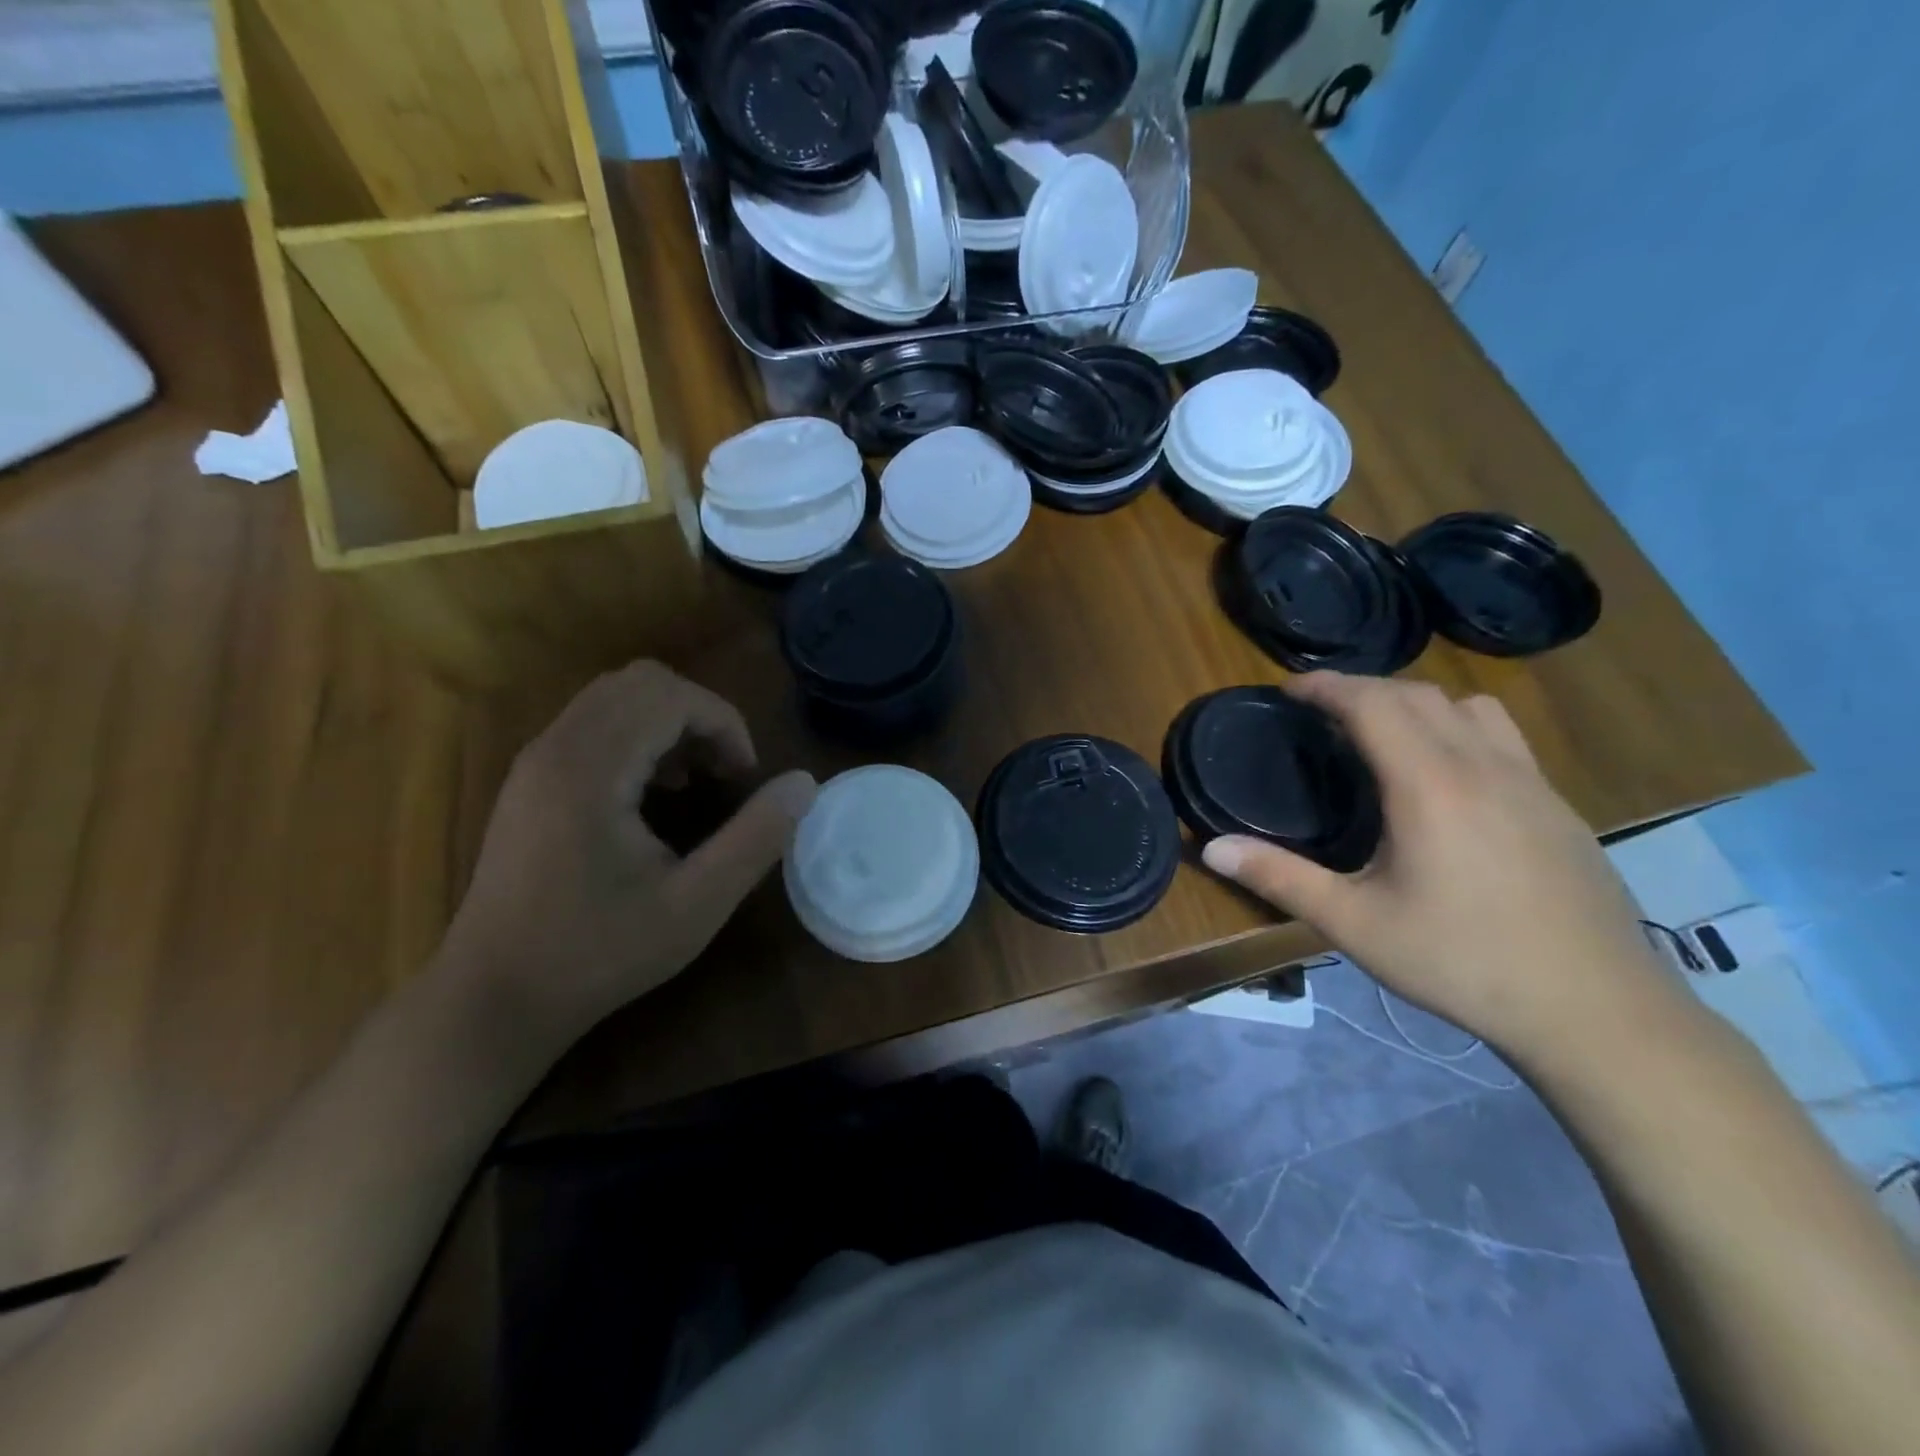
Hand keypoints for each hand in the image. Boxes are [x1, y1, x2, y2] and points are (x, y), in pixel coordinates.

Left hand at [439, 661, 816, 1039]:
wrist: (494, 998)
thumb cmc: (598, 954)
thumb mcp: (696, 904)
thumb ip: (756, 838)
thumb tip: (804, 783)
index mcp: (590, 769)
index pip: (670, 695)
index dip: (724, 723)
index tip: (745, 776)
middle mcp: (555, 747)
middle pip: (641, 681)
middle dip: (699, 714)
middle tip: (723, 771)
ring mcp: (535, 761)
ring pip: (614, 697)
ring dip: (668, 723)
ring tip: (693, 780)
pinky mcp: (528, 780)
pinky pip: (591, 723)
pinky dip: (636, 736)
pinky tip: (651, 795)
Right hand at [1200, 673, 1679, 1058]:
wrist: (1597, 1011)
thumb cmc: (1462, 962)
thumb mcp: (1354, 924)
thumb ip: (1280, 877)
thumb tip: (1210, 847)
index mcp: (1430, 785)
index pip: (1374, 703)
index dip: (1328, 685)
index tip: (1289, 687)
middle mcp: (1483, 767)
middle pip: (1419, 694)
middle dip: (1364, 688)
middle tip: (1322, 710)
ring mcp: (1531, 784)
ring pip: (1471, 707)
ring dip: (1419, 702)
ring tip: (1385, 732)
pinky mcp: (1559, 808)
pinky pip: (1503, 738)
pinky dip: (1460, 729)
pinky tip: (1447, 780)